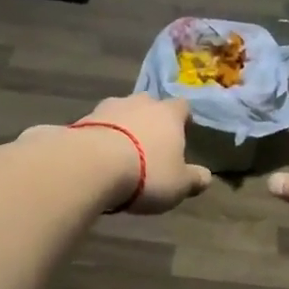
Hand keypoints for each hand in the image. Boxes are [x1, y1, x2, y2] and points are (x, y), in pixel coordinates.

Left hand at [28, 93, 212, 214]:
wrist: (91, 165)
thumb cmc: (146, 173)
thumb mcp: (179, 185)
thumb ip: (194, 179)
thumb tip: (206, 176)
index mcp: (168, 114)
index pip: (182, 107)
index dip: (182, 119)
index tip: (182, 133)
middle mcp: (139, 103)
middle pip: (149, 105)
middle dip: (150, 121)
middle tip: (149, 144)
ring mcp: (108, 108)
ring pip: (120, 113)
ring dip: (122, 128)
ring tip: (120, 154)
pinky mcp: (81, 120)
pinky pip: (97, 127)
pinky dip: (100, 138)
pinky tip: (97, 159)